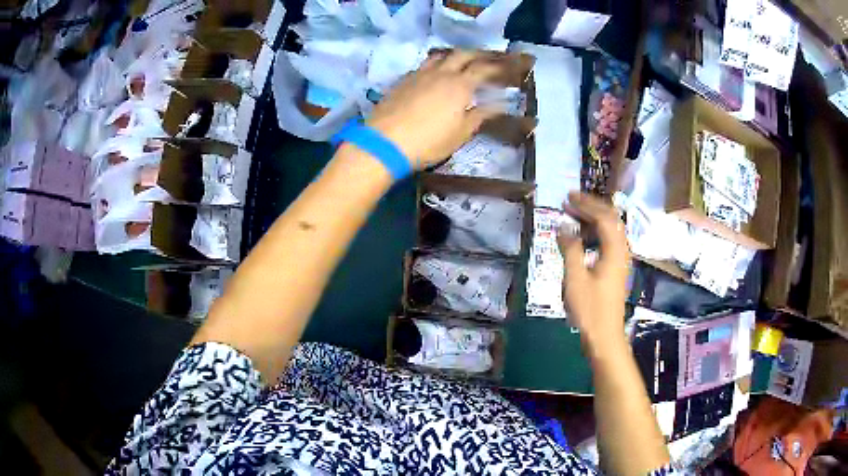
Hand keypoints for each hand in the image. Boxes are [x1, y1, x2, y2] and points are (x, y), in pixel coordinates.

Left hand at [367, 50, 502, 169]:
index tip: (505, 70)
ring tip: (460, 62)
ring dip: (454, 56)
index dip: (496, 68)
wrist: (385, 142)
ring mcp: (420, 74)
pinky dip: (435, 65)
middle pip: (463, 54)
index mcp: (460, 85)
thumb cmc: (429, 141)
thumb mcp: (460, 133)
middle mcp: (441, 73)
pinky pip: (424, 65)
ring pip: (440, 56)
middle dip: (477, 55)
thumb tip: (498, 105)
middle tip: (486, 60)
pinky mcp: (403, 80)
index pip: (483, 69)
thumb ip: (480, 115)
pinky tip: (434, 75)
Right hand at [558, 192, 630, 355]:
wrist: (604, 336)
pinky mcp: (616, 269)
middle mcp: (621, 251)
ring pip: (610, 230)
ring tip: (572, 216)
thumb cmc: (589, 309)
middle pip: (610, 219)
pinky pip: (607, 241)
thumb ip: (570, 249)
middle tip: (569, 201)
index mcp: (614, 250)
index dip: (585, 204)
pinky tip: (581, 239)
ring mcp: (620, 260)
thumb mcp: (575, 278)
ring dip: (592, 219)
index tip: (567, 197)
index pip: (603, 217)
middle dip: (590, 207)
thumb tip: (563, 226)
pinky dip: (594, 233)